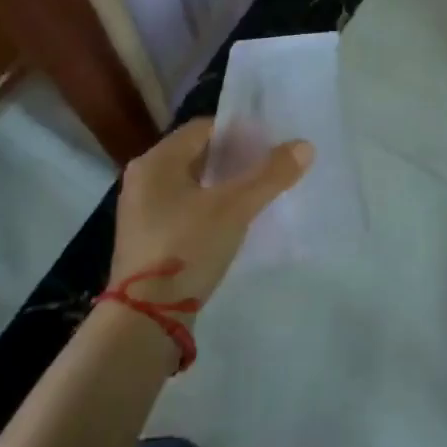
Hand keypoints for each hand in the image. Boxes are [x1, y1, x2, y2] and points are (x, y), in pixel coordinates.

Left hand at [111, 117, 312, 312]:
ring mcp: (140, 212)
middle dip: (233, 159)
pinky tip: (231, 223)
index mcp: (156, 161)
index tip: (269, 145)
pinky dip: (207, 208)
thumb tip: (305, 146)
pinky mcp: (146, 240)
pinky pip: (182, 209)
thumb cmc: (187, 247)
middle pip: (196, 155)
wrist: (146, 317)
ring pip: (190, 184)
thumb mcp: (235, 208)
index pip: (203, 128)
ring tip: (255, 194)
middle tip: (267, 168)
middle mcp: (142, 179)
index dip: (239, 132)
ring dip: (222, 185)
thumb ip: (270, 175)